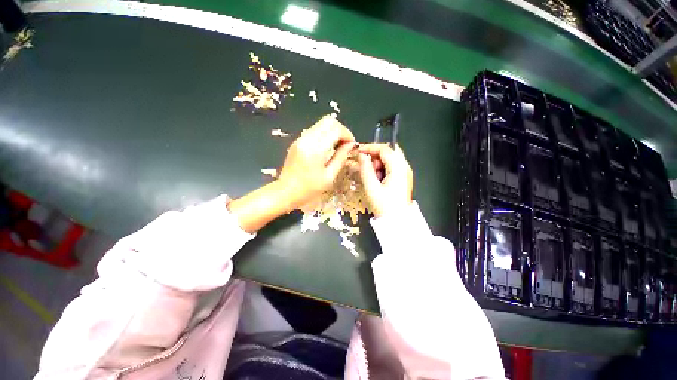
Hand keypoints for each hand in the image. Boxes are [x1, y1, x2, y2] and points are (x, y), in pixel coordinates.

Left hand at [278, 115, 355, 209]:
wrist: (285, 192)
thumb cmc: (308, 189)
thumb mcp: (329, 177)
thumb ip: (341, 158)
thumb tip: (351, 145)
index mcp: (315, 148)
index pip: (335, 129)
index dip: (347, 134)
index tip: (352, 146)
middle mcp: (306, 138)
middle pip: (328, 121)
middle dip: (341, 130)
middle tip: (345, 145)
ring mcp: (300, 139)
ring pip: (321, 124)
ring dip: (333, 132)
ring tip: (337, 148)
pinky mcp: (297, 141)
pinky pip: (315, 131)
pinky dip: (325, 135)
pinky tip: (327, 149)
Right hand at [357, 144, 412, 217]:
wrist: (397, 222)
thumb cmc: (384, 206)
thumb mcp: (371, 187)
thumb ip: (365, 169)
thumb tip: (361, 155)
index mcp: (399, 168)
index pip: (384, 149)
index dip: (370, 148)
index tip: (358, 152)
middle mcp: (404, 167)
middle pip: (388, 152)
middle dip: (375, 157)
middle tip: (366, 167)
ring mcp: (405, 172)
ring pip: (390, 159)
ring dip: (378, 164)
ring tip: (372, 177)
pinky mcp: (403, 178)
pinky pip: (391, 167)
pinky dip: (382, 170)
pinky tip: (378, 180)